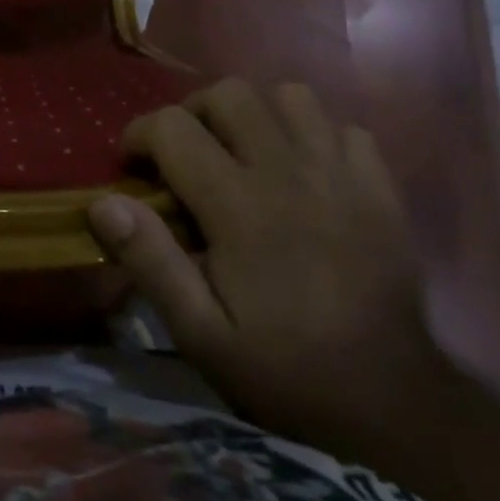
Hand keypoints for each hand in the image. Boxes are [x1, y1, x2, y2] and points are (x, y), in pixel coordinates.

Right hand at [89, 80, 449, 449]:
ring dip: (255, 113)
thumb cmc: (288, 370)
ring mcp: (341, 174)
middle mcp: (288, 172)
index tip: (132, 167)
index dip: (140, 135)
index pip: (173, 127)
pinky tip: (301, 169)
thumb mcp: (202, 334)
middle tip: (184, 154)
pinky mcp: (379, 187)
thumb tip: (102, 203)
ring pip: (289, 96)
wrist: (397, 406)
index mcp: (239, 206)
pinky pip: (342, 126)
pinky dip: (313, 134)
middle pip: (229, 94)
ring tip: (242, 151)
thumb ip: (150, 261)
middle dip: (193, 112)